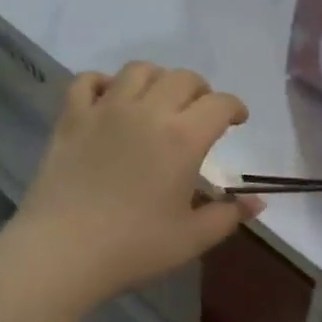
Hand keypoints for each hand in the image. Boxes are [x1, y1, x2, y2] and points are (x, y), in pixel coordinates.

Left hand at [7, 63, 253, 309]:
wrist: (63, 252)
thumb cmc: (134, 247)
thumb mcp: (192, 238)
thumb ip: (229, 215)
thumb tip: (258, 202)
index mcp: (184, 137)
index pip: (220, 103)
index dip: (235, 107)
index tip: (237, 121)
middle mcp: (148, 111)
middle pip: (183, 78)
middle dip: (200, 90)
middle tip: (199, 113)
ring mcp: (106, 109)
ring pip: (138, 70)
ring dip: (157, 79)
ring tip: (157, 100)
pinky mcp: (72, 118)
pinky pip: (88, 81)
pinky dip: (103, 83)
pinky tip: (109, 99)